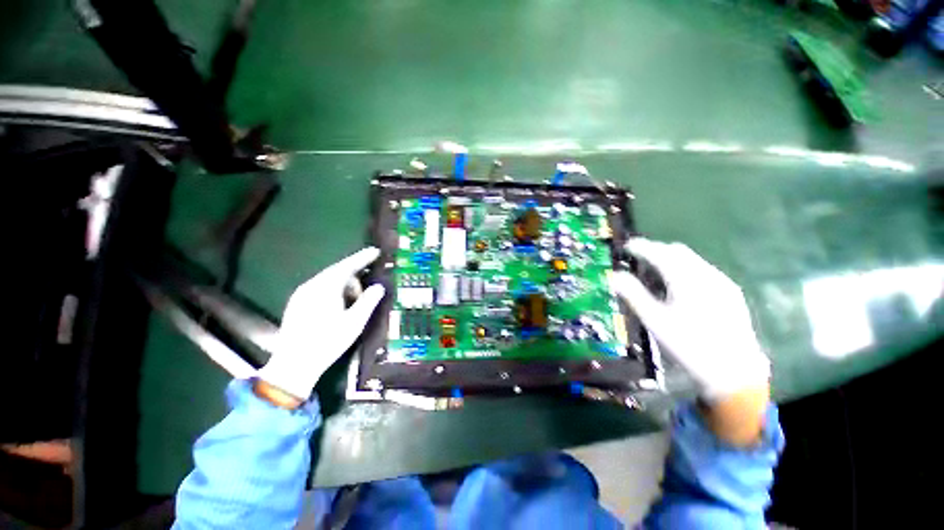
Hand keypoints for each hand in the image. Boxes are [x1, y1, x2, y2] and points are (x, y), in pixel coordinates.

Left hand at [257, 247, 385, 399]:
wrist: (294, 365)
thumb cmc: (327, 342)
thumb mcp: (354, 322)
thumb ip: (368, 301)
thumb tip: (379, 286)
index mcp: (325, 288)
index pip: (347, 266)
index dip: (363, 258)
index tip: (376, 251)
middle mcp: (311, 286)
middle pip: (338, 272)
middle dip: (355, 278)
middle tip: (367, 292)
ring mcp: (301, 294)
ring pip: (328, 280)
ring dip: (345, 286)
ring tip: (354, 303)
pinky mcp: (297, 303)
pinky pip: (320, 288)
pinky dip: (334, 291)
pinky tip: (339, 305)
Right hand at [611, 239, 769, 400]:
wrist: (735, 371)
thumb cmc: (689, 345)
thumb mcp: (655, 321)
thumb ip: (633, 295)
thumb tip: (615, 276)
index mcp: (686, 280)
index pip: (659, 253)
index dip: (641, 247)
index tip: (626, 246)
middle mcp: (707, 274)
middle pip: (678, 251)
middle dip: (656, 250)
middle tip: (639, 258)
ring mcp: (722, 283)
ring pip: (692, 259)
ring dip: (671, 258)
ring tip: (656, 271)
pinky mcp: (730, 293)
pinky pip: (703, 270)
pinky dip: (685, 268)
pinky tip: (680, 285)